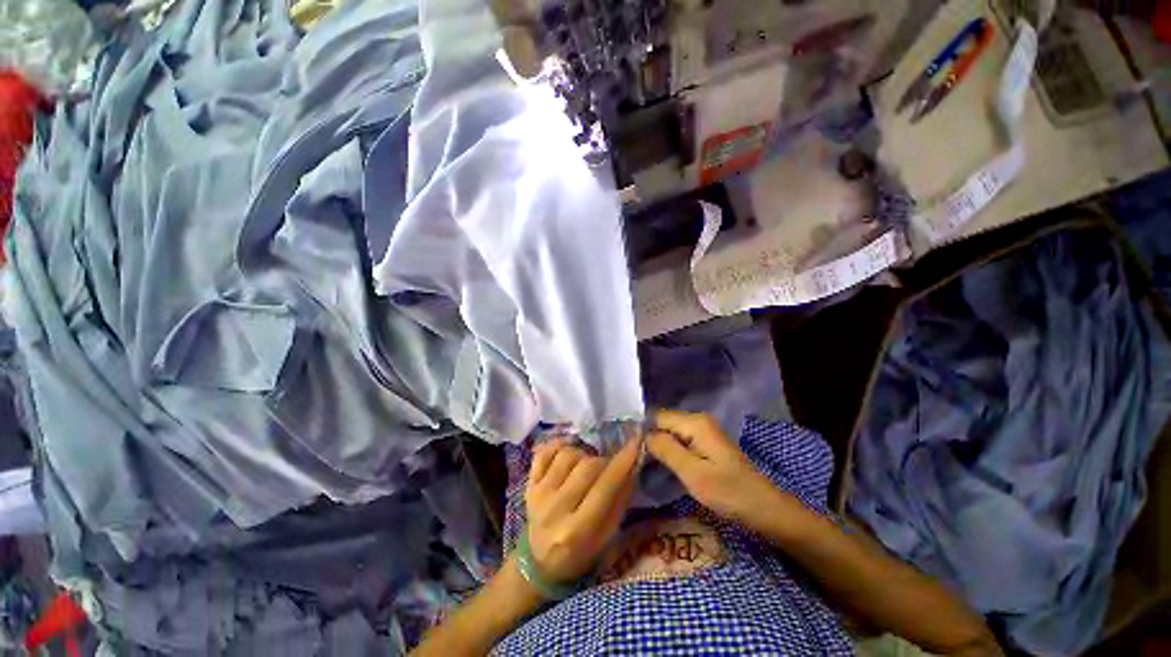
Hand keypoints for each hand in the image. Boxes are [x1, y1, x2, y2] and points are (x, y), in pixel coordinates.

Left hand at [524, 438, 639, 582]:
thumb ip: (619, 502)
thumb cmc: (580, 554)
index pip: (605, 487)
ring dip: (582, 455)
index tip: (635, 443)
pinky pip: (544, 452)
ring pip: (567, 454)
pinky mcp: (528, 484)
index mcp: (578, 531)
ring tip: (585, 466)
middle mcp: (555, 510)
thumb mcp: (607, 539)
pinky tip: (568, 455)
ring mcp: (538, 494)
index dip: (622, 462)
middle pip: (587, 466)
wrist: (539, 563)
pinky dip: (558, 447)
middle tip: (607, 468)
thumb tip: (632, 466)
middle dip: (603, 461)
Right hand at [646, 410, 779, 524]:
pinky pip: (680, 441)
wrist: (765, 509)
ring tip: (644, 464)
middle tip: (635, 461)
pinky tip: (662, 465)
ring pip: (670, 432)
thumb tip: (643, 434)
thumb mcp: (693, 473)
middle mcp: (698, 420)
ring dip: (659, 446)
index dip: (643, 431)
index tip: (629, 451)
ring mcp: (704, 432)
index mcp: (695, 422)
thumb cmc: (729, 492)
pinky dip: (670, 451)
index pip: (657, 417)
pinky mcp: (706, 444)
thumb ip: (666, 449)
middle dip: (650, 439)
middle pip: (663, 423)